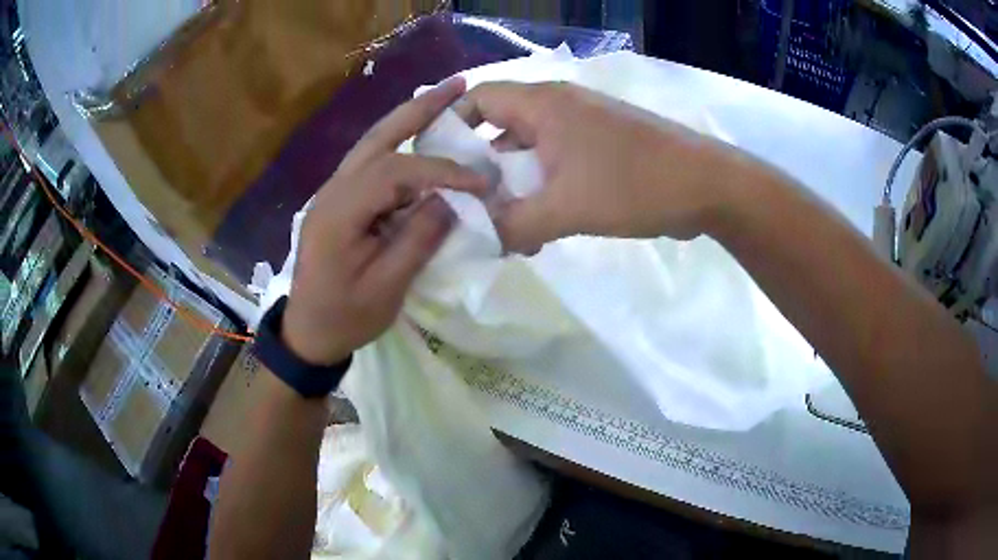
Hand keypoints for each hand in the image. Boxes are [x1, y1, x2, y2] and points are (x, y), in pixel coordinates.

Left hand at [282, 78, 487, 364]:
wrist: (308, 334)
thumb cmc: (346, 317)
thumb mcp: (386, 288)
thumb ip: (418, 239)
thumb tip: (451, 200)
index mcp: (339, 213)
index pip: (395, 173)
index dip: (441, 171)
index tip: (480, 182)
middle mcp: (332, 191)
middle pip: (378, 138)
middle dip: (419, 109)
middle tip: (458, 86)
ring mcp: (333, 193)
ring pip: (373, 145)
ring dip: (409, 119)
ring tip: (446, 100)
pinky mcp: (340, 201)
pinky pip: (372, 163)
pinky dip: (400, 146)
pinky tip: (423, 141)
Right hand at [461, 81, 741, 252]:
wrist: (707, 186)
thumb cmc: (634, 184)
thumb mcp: (566, 208)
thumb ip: (514, 226)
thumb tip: (479, 241)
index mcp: (543, 104)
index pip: (477, 99)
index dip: (451, 128)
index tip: (438, 168)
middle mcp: (558, 107)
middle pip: (500, 129)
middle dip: (482, 171)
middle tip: (469, 208)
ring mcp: (582, 128)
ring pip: (529, 153)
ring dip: (514, 189)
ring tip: (505, 229)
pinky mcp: (601, 148)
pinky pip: (556, 165)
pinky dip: (542, 192)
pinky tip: (541, 229)